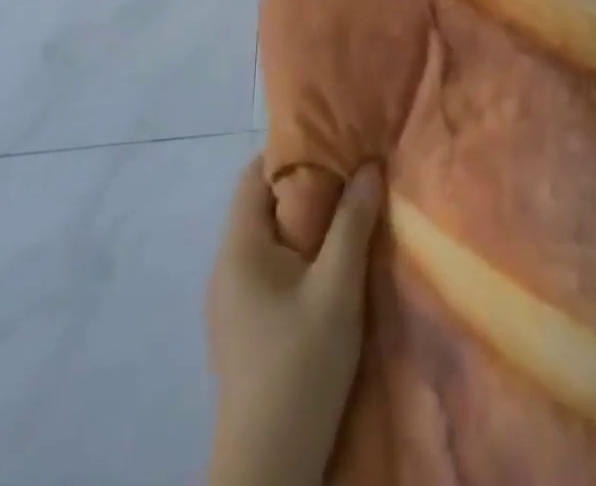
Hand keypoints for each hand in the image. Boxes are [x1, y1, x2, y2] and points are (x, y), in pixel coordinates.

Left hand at [205, 156, 382, 485]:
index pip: (255, 174)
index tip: (333, 142)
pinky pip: (267, 268)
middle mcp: (225, 265)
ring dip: (303, 222)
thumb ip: (353, 223)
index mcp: (238, 246)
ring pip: (267, 238)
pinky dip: (296, 253)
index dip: (291, 151)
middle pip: (262, 204)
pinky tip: (328, 267)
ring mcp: (229, 300)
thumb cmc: (300, 366)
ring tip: (347, 214)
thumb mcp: (337, 289)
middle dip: (305, 185)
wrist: (268, 469)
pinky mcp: (240, 327)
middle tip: (350, 175)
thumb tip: (370, 165)